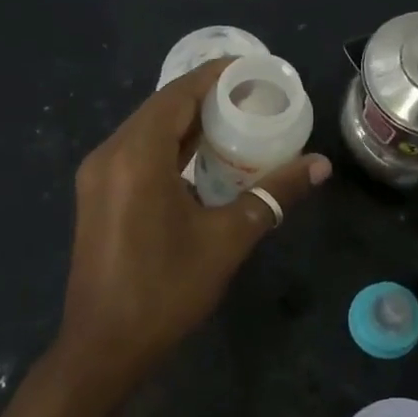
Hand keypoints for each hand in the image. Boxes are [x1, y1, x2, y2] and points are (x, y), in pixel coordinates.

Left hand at [58, 57, 330, 385]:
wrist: (103, 347)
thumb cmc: (165, 290)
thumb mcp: (227, 239)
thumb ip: (273, 194)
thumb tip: (320, 166)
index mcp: (136, 155)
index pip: (178, 95)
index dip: (214, 76)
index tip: (251, 69)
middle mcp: (110, 154)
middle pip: (160, 108)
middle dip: (204, 97)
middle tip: (251, 96)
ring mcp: (97, 176)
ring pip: (146, 131)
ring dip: (186, 123)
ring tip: (233, 121)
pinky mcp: (96, 196)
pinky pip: (136, 154)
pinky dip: (168, 147)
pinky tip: (200, 159)